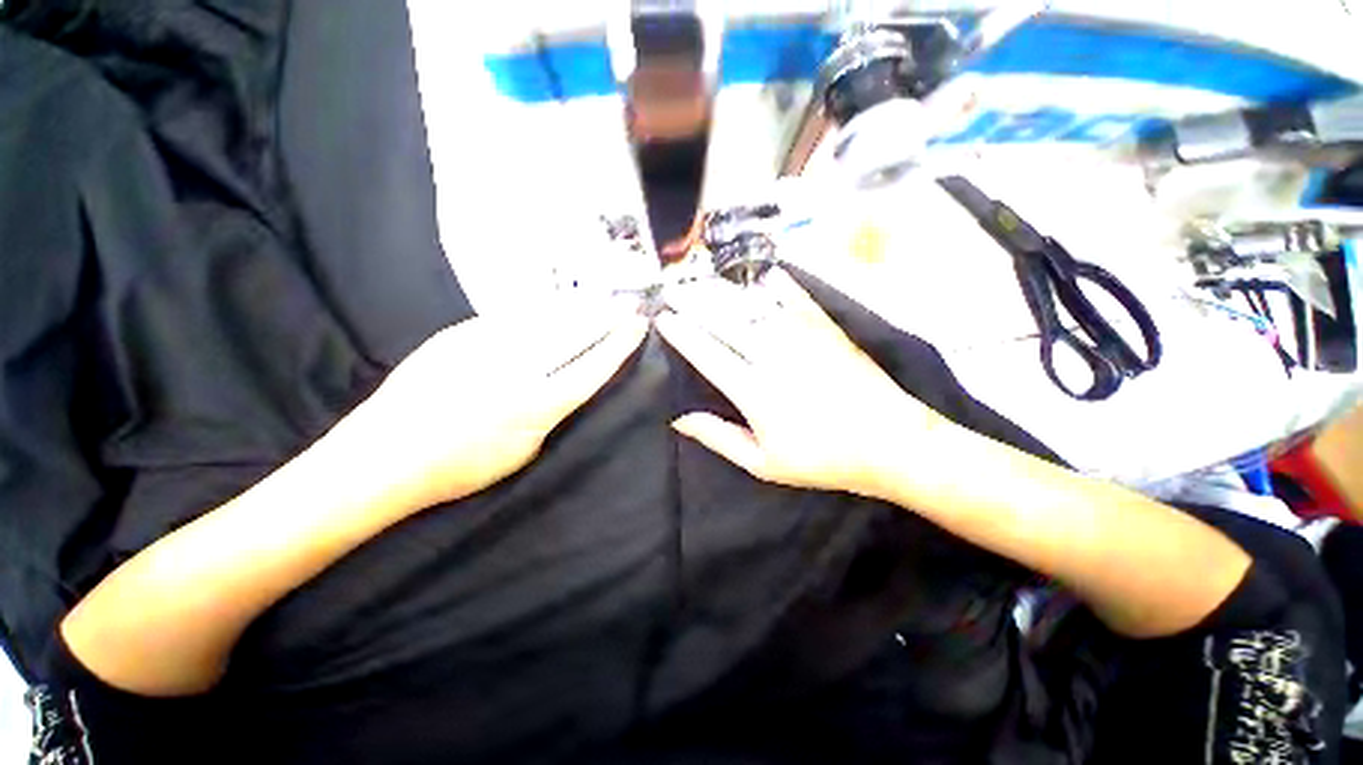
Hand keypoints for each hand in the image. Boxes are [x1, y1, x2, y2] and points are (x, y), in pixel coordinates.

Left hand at [336, 304, 647, 508]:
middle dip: (606, 317)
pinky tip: (553, 307)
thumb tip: (566, 384)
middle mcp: (519, 368)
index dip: (620, 344)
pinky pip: (513, 317)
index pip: (593, 366)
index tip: (639, 326)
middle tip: (627, 305)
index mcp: (538, 405)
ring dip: (578, 308)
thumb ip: (551, 413)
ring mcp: (487, 345)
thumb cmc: (460, 468)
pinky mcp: (460, 334)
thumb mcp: (524, 452)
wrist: (383, 457)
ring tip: (600, 300)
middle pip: (575, 334)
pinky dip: (541, 311)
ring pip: (546, 318)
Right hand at [656, 271, 954, 498]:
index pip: (707, 353)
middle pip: (725, 321)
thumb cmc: (821, 460)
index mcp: (754, 392)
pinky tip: (763, 274)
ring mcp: (802, 338)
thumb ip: (719, 438)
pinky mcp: (826, 330)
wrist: (890, 443)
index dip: (682, 333)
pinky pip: (797, 300)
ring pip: (754, 306)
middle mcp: (773, 356)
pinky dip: (778, 285)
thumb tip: (679, 419)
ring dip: (724, 291)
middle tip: (672, 289)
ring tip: (703, 280)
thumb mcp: (763, 463)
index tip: (663, 318)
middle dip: (694, 302)